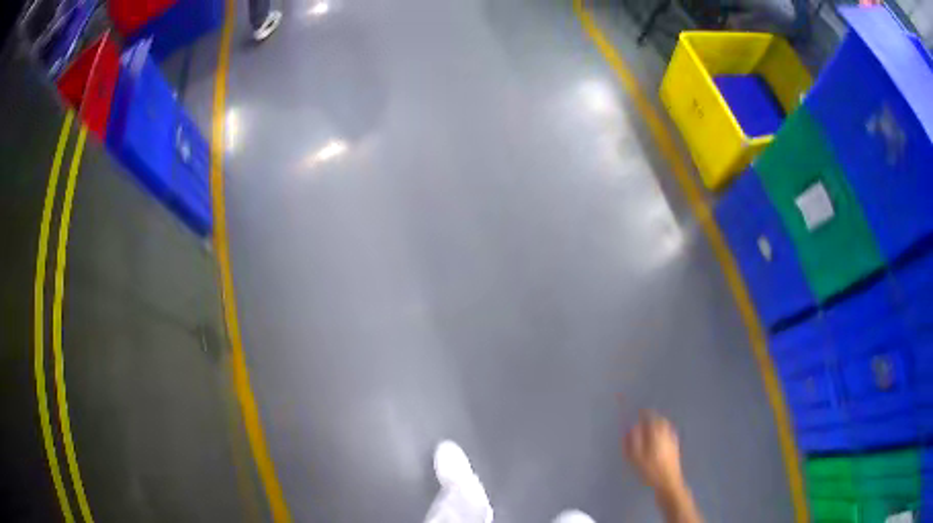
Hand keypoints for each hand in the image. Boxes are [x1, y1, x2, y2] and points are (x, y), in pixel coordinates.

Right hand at [623, 410, 684, 495]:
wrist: (668, 481)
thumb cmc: (650, 470)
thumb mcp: (636, 457)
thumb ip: (632, 441)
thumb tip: (630, 428)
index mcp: (656, 433)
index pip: (650, 417)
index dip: (644, 413)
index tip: (638, 411)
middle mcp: (666, 432)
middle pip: (660, 420)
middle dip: (652, 418)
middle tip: (643, 421)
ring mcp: (673, 439)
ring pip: (666, 426)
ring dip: (658, 424)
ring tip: (650, 429)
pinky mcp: (676, 446)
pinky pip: (669, 433)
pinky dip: (663, 431)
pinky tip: (660, 438)